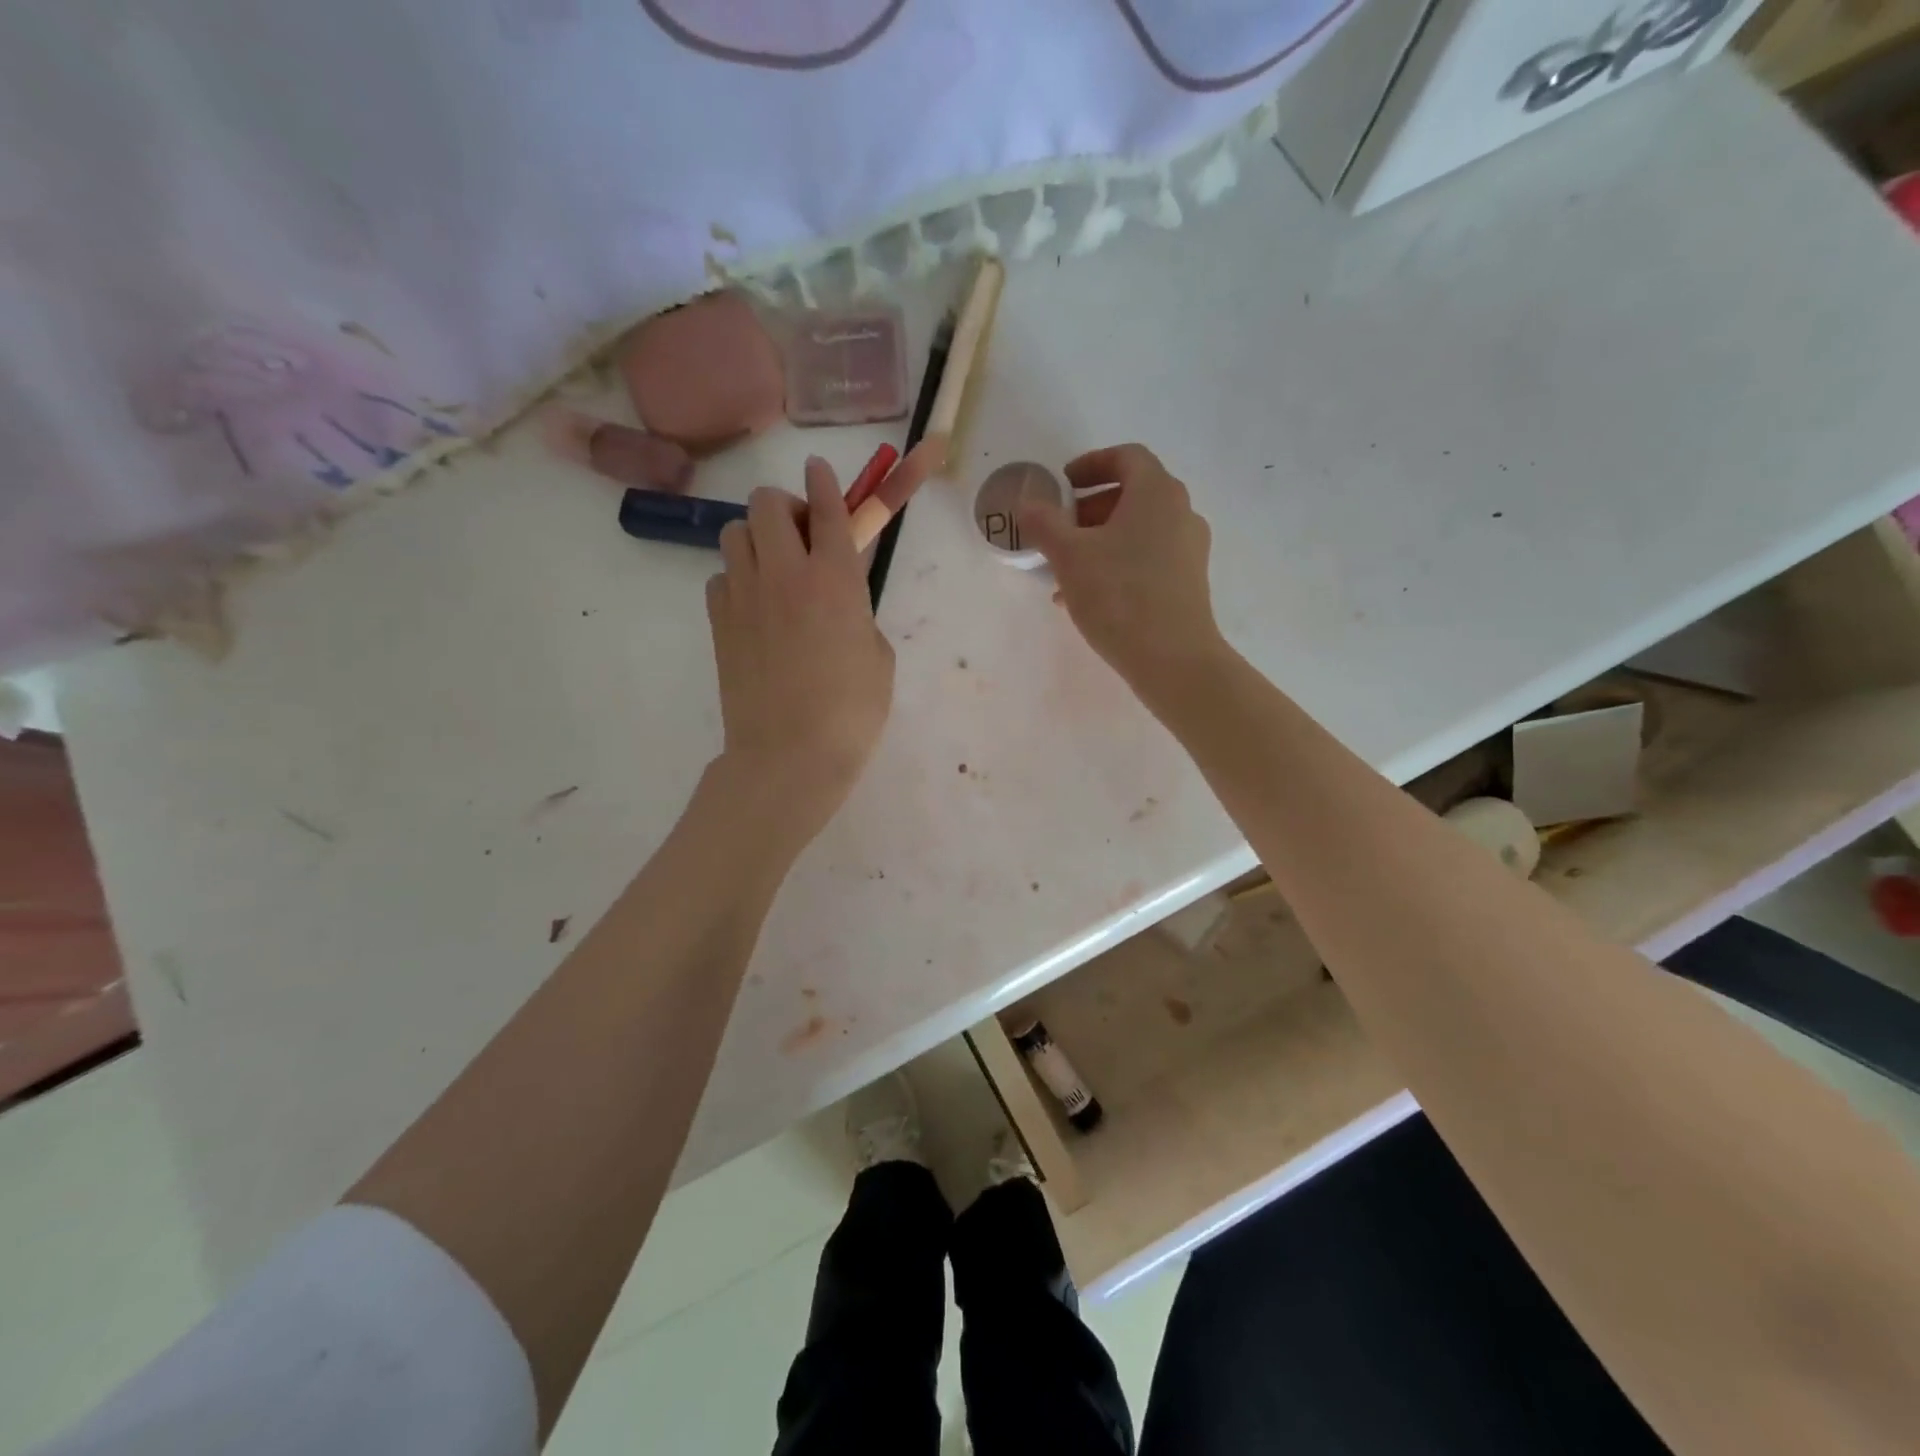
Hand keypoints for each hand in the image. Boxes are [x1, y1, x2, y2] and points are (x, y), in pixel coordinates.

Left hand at [706, 458, 894, 844]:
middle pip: (767, 504)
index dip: (825, 481)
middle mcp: (785, 574)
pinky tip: (754, 608)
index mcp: (835, 580)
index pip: (828, 509)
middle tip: (801, 537)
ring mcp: (744, 596)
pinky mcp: (718, 622)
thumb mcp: (879, 657)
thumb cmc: (851, 712)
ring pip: (734, 532)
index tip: (819, 467)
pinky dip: (737, 579)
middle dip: (785, 507)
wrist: (789, 756)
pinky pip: (721, 577)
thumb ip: (860, 614)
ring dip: (756, 538)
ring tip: (774, 569)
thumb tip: (840, 603)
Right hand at [1017, 444, 1225, 696]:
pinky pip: (1148, 559)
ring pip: (1138, 531)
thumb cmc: (1119, 595)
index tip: (1063, 484)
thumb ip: (1044, 523)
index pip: (1126, 457)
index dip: (1091, 464)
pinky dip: (1118, 564)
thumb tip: (1027, 503)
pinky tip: (1087, 597)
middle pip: (1133, 495)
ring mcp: (1189, 549)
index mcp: (1156, 493)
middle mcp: (1181, 513)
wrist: (1173, 659)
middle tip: (1060, 528)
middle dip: (1090, 508)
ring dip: (1100, 541)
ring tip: (1065, 570)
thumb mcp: (1069, 556)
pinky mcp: (1189, 582)